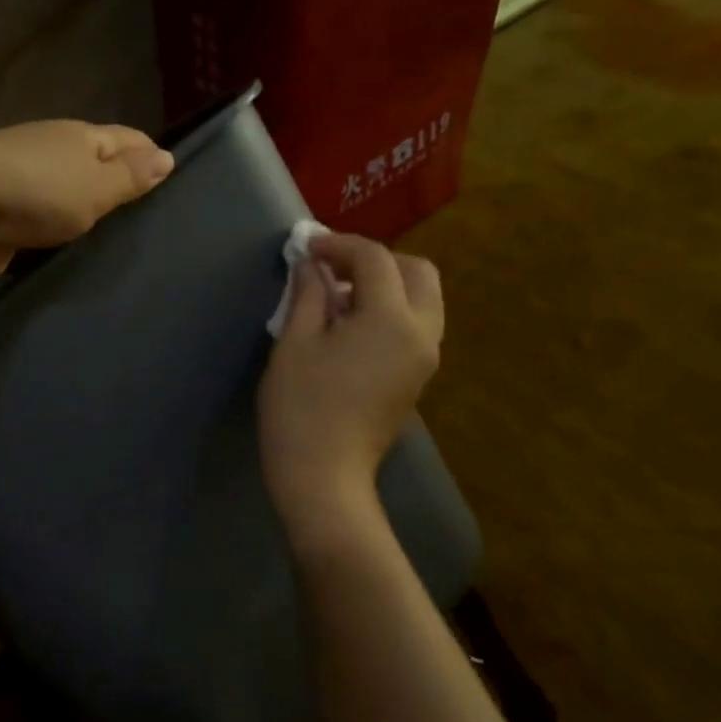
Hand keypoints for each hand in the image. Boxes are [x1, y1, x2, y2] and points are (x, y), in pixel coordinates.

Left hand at [0, 121, 174, 279]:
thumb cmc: (37, 191)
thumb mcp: (96, 185)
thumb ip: (130, 176)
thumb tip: (167, 157)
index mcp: (80, 137)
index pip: (128, 139)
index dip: (151, 156)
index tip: (173, 183)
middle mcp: (53, 153)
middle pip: (96, 166)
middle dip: (120, 187)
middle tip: (150, 222)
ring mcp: (25, 185)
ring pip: (68, 197)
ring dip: (86, 214)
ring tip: (117, 243)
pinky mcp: (5, 218)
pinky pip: (44, 225)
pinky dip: (59, 235)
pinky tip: (74, 254)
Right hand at [258, 233, 443, 542]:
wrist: (323, 476)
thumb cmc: (301, 407)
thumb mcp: (295, 343)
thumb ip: (308, 294)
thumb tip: (311, 266)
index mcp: (392, 320)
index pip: (375, 260)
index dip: (339, 245)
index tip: (307, 247)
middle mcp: (422, 333)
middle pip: (416, 272)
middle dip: (376, 260)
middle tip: (332, 268)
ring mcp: (425, 358)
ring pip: (422, 299)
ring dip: (386, 284)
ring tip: (338, 296)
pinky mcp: (417, 377)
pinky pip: (415, 325)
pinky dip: (390, 310)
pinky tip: (350, 325)